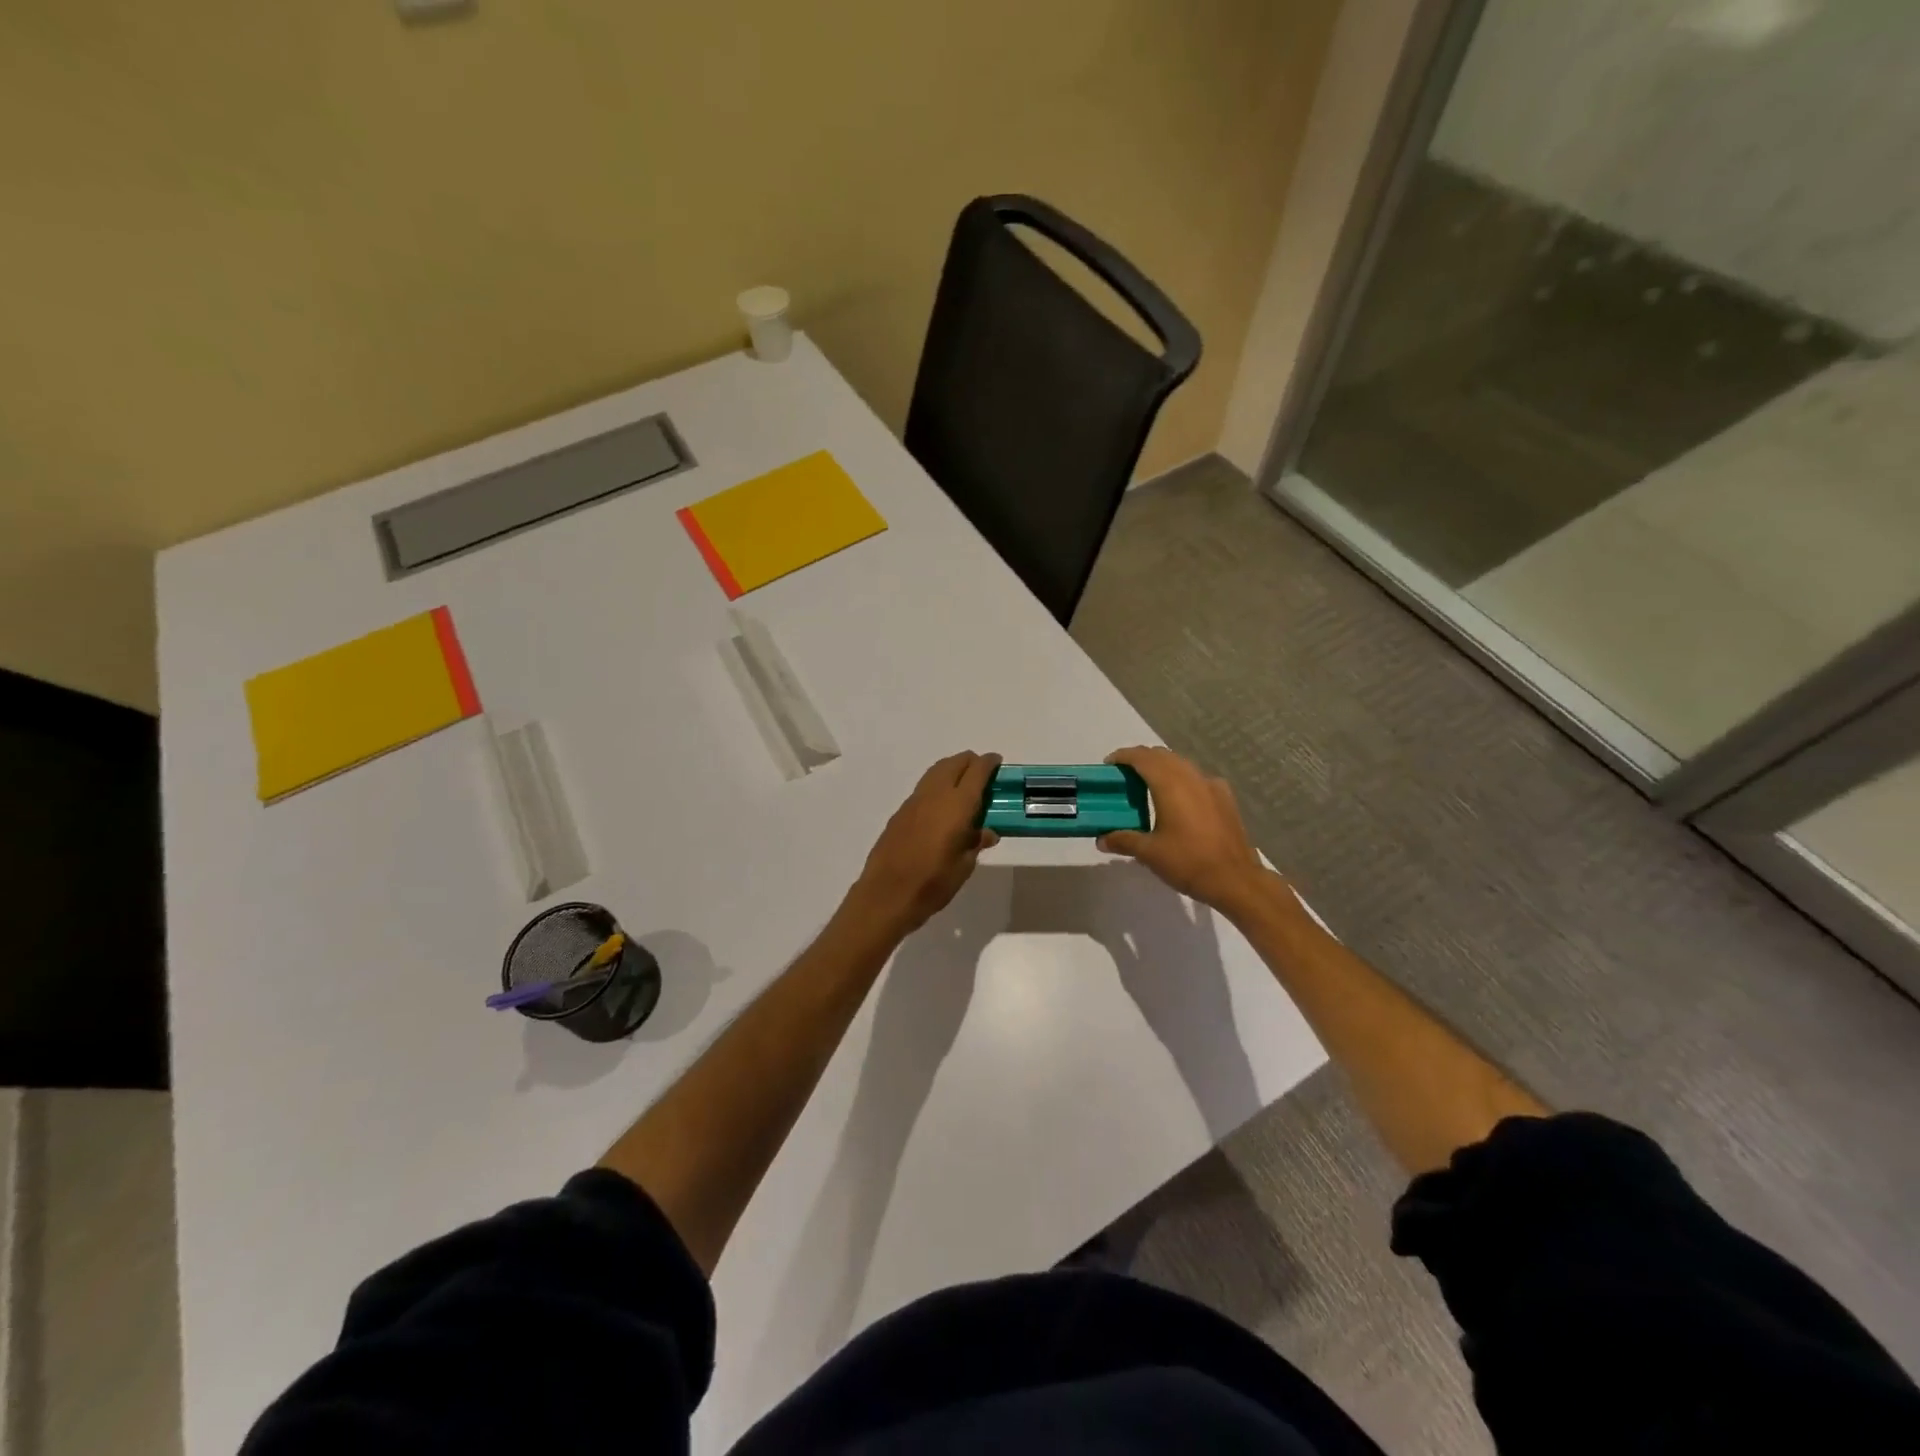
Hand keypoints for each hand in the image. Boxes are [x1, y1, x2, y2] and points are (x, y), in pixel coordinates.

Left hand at [846, 752, 1000, 937]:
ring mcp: (914, 802)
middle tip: (982, 772)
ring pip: (936, 772)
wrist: (886, 895)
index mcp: (957, 805)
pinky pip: (924, 788)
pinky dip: (937, 785)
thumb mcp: (964, 866)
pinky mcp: (900, 813)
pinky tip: (942, 805)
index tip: (998, 762)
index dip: (989, 763)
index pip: (977, 772)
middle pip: (954, 763)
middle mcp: (935, 795)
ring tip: (963, 784)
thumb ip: (975, 843)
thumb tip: (986, 832)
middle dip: (970, 762)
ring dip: (952, 770)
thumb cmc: (932, 883)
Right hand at [1097, 747, 1272, 915]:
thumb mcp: (1149, 853)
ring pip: (1182, 765)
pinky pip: (1198, 778)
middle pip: (1163, 756)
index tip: (1109, 765)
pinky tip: (1180, 799)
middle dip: (1142, 760)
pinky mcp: (1226, 798)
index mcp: (1170, 785)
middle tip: (1124, 776)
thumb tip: (1101, 839)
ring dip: (1163, 768)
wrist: (1236, 880)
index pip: (1143, 758)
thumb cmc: (1188, 863)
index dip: (1123, 756)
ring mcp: (1212, 786)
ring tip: (1148, 786)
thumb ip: (1123, 840)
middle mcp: (1192, 778)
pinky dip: (1183, 780)